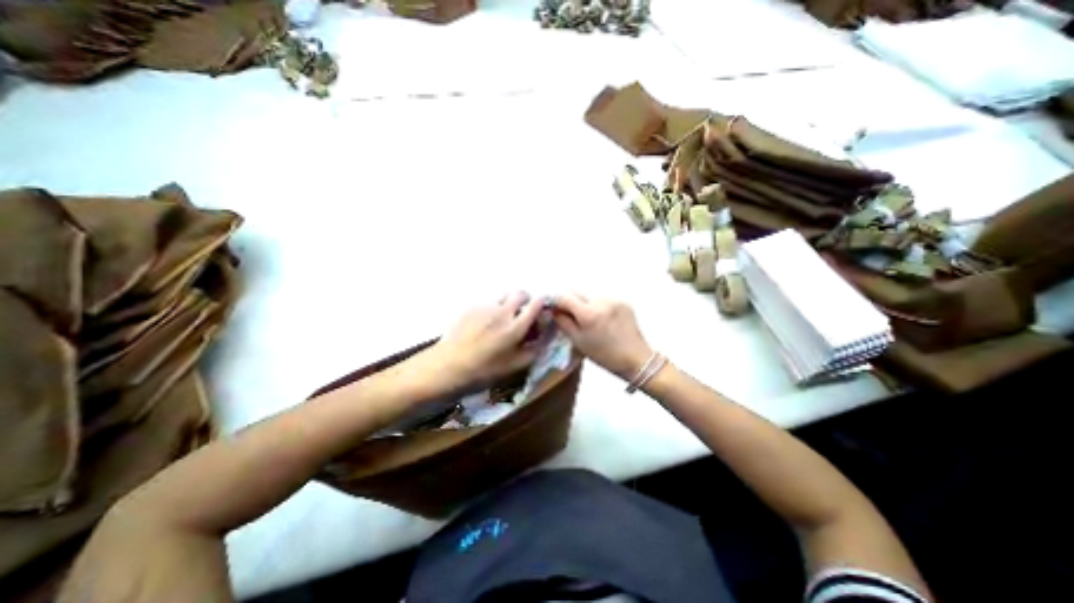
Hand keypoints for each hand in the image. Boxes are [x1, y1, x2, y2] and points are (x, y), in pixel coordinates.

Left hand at [423, 289, 546, 385]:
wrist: (447, 367)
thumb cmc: (484, 371)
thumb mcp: (515, 367)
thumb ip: (534, 349)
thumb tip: (544, 335)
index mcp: (515, 327)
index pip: (536, 304)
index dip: (543, 303)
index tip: (542, 308)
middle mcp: (502, 311)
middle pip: (520, 292)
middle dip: (526, 299)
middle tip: (522, 312)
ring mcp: (484, 306)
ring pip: (503, 295)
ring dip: (508, 302)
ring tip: (502, 317)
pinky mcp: (470, 307)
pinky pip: (488, 301)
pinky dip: (493, 307)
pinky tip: (485, 322)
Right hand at [553, 295, 655, 380]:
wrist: (635, 358)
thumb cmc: (604, 355)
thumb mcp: (578, 341)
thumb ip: (563, 322)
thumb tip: (554, 310)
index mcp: (588, 313)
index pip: (564, 296)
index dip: (555, 300)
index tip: (552, 307)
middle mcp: (601, 301)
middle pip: (577, 292)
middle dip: (570, 301)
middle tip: (569, 314)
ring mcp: (613, 299)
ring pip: (590, 295)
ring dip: (584, 302)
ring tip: (588, 319)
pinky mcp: (623, 301)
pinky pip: (603, 298)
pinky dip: (598, 305)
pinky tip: (602, 319)